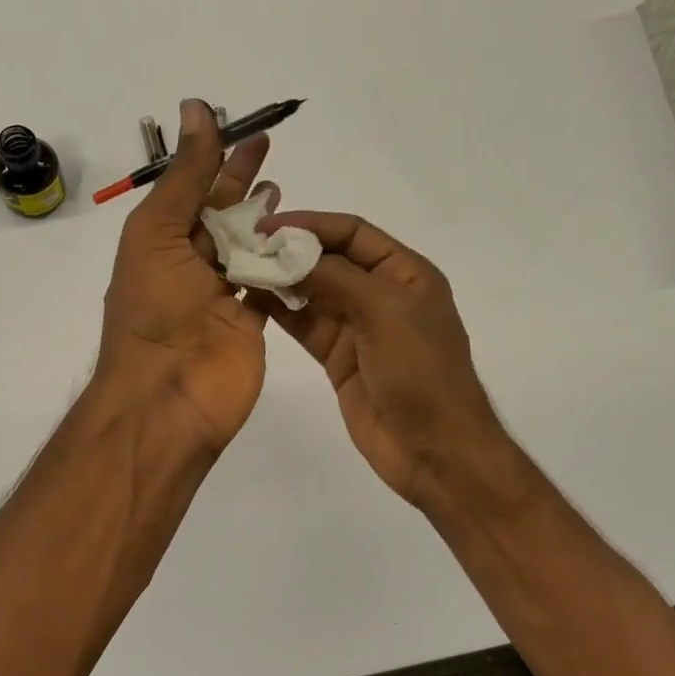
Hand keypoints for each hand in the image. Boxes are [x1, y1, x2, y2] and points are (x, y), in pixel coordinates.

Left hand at [97, 99, 275, 451]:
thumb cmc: (154, 309)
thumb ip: (186, 175)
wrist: (167, 396)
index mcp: (161, 242)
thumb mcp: (159, 231)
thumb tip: (196, 106)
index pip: (195, 191)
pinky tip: (308, 244)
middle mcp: (190, 266)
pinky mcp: (251, 325)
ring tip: (289, 199)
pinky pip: (272, 287)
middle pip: (224, 218)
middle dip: (246, 188)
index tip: (252, 135)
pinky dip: (286, 267)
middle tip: (274, 157)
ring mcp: (222, 297)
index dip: (221, 161)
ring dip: (268, 225)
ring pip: (250, 251)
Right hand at [258, 211, 511, 506]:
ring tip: (239, 270)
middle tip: (243, 247)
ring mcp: (358, 327)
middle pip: (329, 260)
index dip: (310, 224)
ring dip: (280, 281)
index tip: (266, 226)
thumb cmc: (421, 372)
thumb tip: (289, 249)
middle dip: (289, 252)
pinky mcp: (339, 358)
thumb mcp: (384, 312)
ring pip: (313, 293)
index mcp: (405, 273)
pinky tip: (252, 301)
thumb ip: (336, 277)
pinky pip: (305, 326)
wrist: (435, 451)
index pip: (352, 233)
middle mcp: (381, 293)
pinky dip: (281, 313)